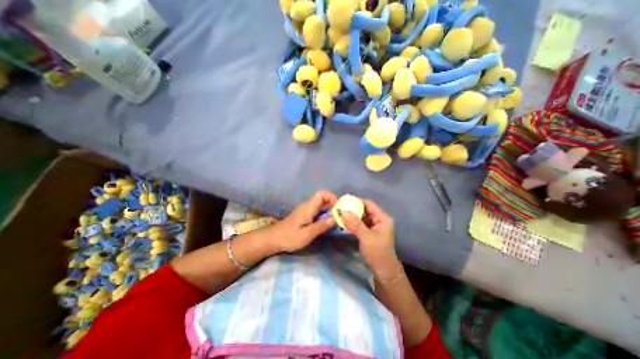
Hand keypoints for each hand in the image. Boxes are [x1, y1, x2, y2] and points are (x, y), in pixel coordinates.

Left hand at [267, 190, 336, 251]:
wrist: (273, 239)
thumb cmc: (289, 237)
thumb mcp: (306, 234)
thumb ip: (321, 226)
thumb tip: (335, 218)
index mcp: (308, 207)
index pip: (322, 194)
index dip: (332, 197)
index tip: (338, 209)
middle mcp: (308, 206)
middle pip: (323, 199)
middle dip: (334, 206)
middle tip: (340, 217)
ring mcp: (306, 210)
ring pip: (321, 205)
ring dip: (330, 211)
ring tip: (336, 221)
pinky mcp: (305, 215)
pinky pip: (318, 211)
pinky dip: (325, 215)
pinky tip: (327, 224)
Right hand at [339, 200, 398, 279]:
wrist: (383, 270)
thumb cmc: (377, 252)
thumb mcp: (366, 237)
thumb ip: (355, 224)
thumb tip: (343, 212)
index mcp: (382, 218)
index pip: (369, 204)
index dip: (357, 201)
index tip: (344, 201)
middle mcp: (379, 219)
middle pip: (365, 209)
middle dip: (353, 209)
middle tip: (340, 208)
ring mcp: (374, 226)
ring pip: (362, 216)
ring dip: (352, 216)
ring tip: (340, 214)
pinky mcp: (370, 232)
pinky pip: (360, 223)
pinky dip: (353, 222)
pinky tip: (345, 222)